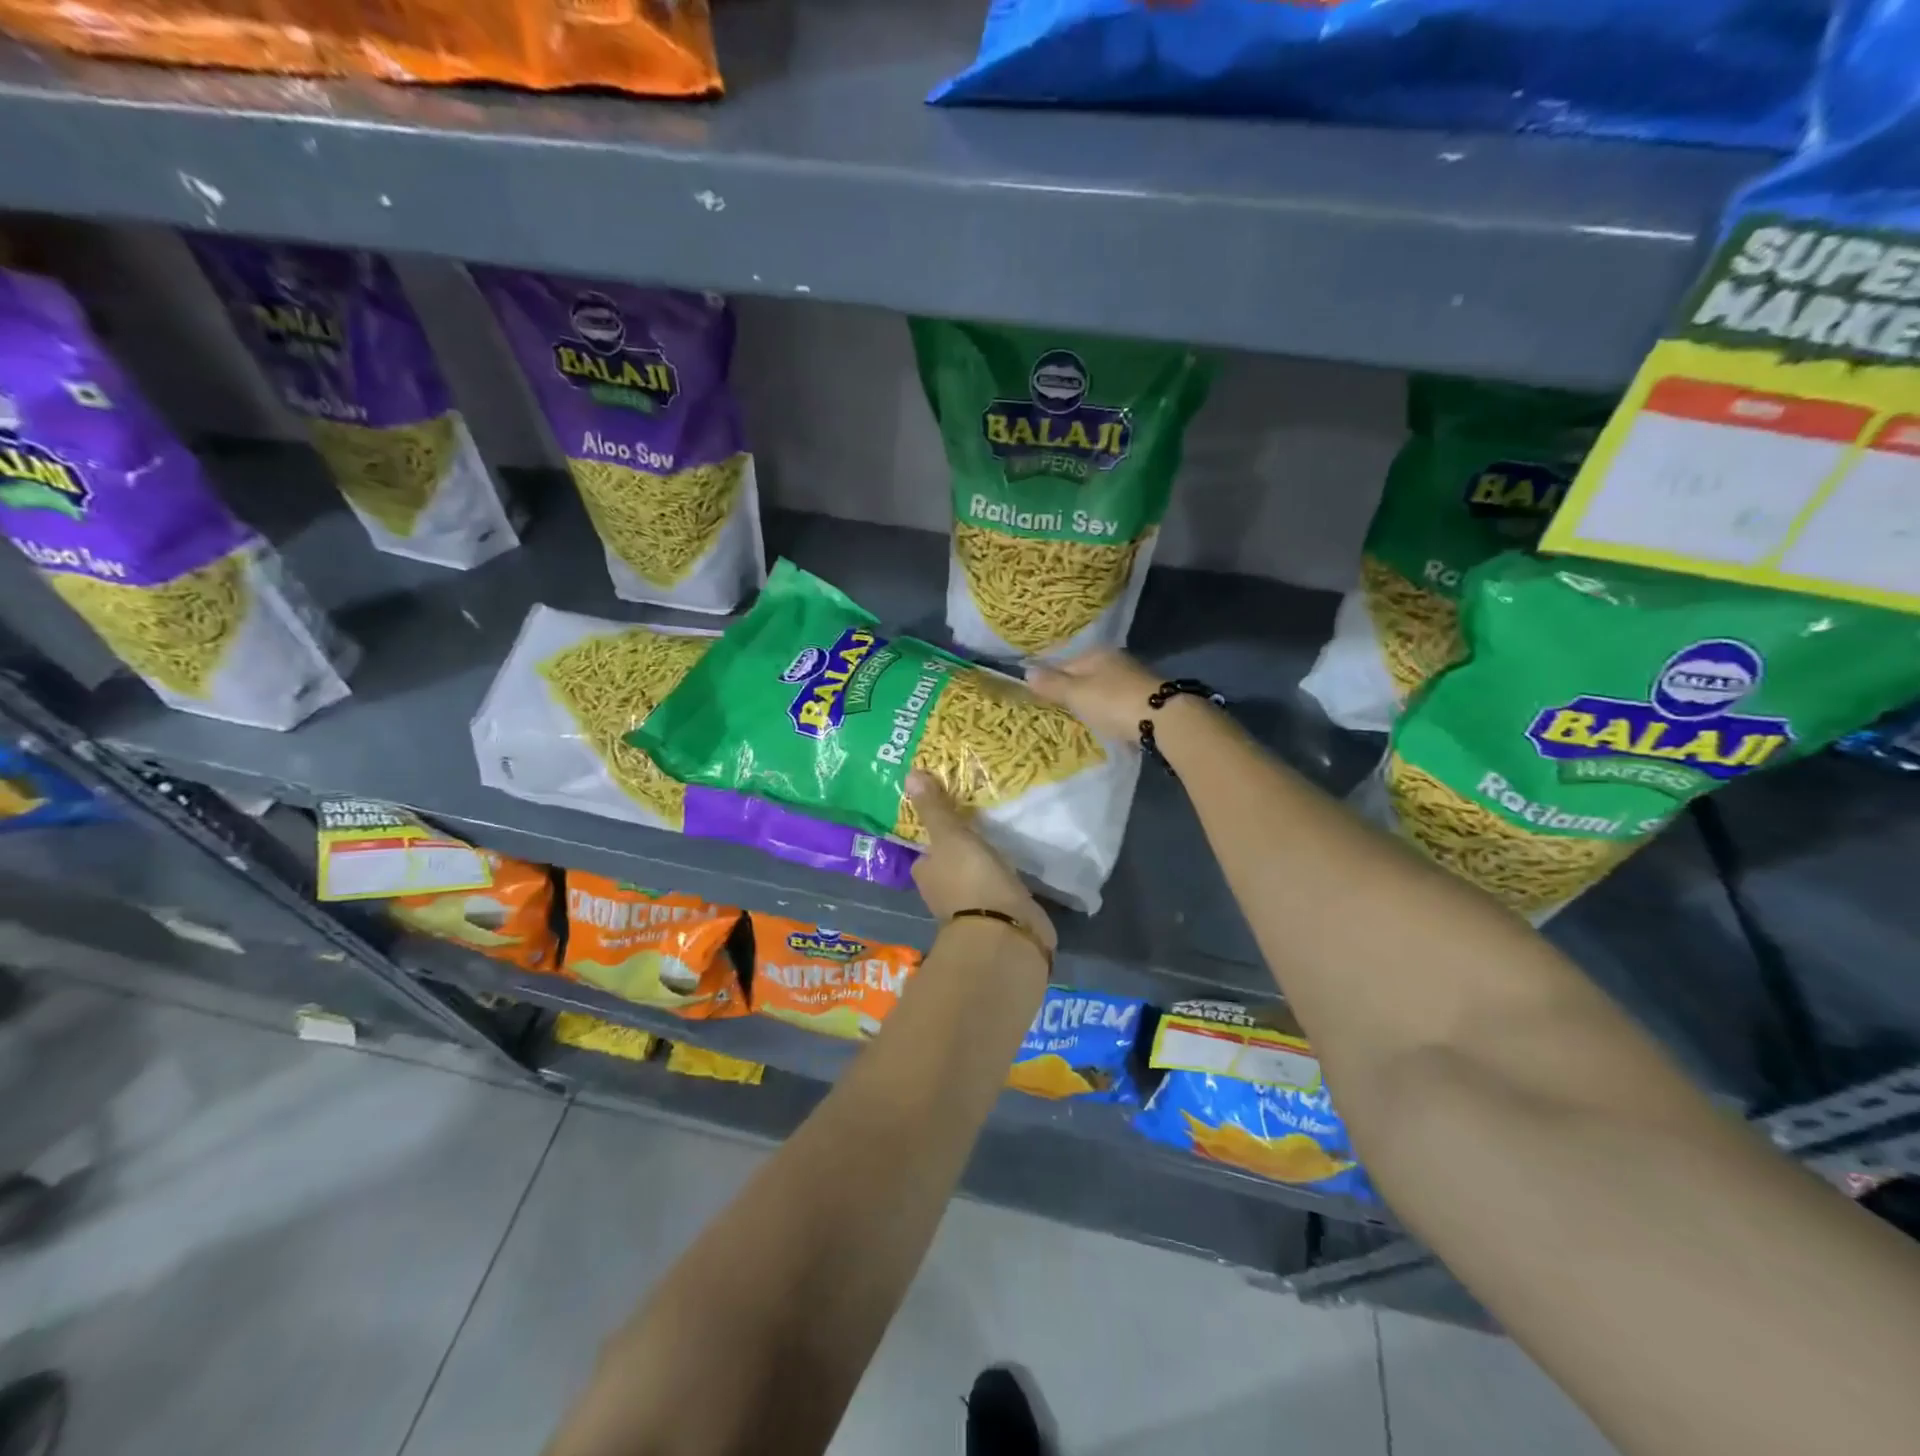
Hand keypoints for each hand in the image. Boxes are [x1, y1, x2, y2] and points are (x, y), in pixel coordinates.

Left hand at [905, 771, 1055, 955]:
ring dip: (984, 867)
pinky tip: (1016, 869)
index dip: (937, 836)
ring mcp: (971, 909)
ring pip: (974, 879)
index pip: (926, 851)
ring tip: (1002, 840)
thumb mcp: (950, 836)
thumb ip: (934, 808)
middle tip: (981, 823)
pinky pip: (998, 892)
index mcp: (925, 874)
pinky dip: (1003, 882)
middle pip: (950, 865)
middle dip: (962, 851)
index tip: (954, 818)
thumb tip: (909, 773)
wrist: (1005, 932)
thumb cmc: (970, 879)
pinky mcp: (998, 918)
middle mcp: (942, 893)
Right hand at [1026, 649, 1166, 742]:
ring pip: (1100, 686)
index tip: (1034, 693)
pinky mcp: (1143, 697)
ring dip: (1088, 699)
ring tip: (1076, 716)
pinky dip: (1105, 708)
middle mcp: (1114, 660)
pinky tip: (1102, 719)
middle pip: (1082, 673)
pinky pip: (1114, 700)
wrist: (1162, 720)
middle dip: (1069, 688)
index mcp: (1095, 653)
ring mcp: (1131, 678)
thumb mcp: (1076, 694)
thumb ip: (1052, 684)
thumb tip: (1027, 671)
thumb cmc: (1112, 702)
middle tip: (1053, 708)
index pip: (1062, 661)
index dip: (1047, 676)